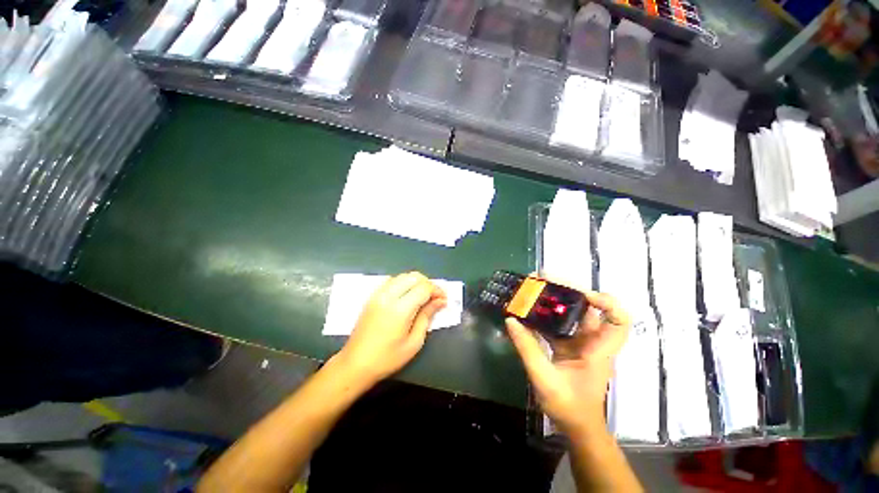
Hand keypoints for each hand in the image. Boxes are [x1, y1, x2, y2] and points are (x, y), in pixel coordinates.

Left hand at [336, 272, 446, 384]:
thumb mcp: (414, 342)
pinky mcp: (372, 296)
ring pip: (402, 276)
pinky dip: (404, 283)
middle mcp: (388, 296)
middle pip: (413, 276)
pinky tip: (407, 296)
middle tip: (434, 298)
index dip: (437, 290)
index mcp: (400, 309)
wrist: (355, 364)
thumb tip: (440, 301)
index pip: (423, 287)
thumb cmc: (387, 358)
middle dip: (428, 283)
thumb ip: (427, 317)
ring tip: (422, 296)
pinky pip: (392, 281)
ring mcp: (378, 294)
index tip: (444, 300)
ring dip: (416, 282)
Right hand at [506, 289, 629, 435]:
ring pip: (572, 313)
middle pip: (589, 308)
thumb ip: (527, 348)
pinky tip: (529, 309)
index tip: (582, 294)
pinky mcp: (568, 345)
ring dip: (554, 298)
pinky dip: (545, 314)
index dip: (607, 303)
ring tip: (533, 287)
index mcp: (597, 350)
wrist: (576, 426)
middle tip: (543, 278)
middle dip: (568, 289)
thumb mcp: (544, 378)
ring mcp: (580, 342)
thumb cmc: (569, 407)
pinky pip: (558, 324)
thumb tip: (511, 320)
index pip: (619, 322)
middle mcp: (592, 341)